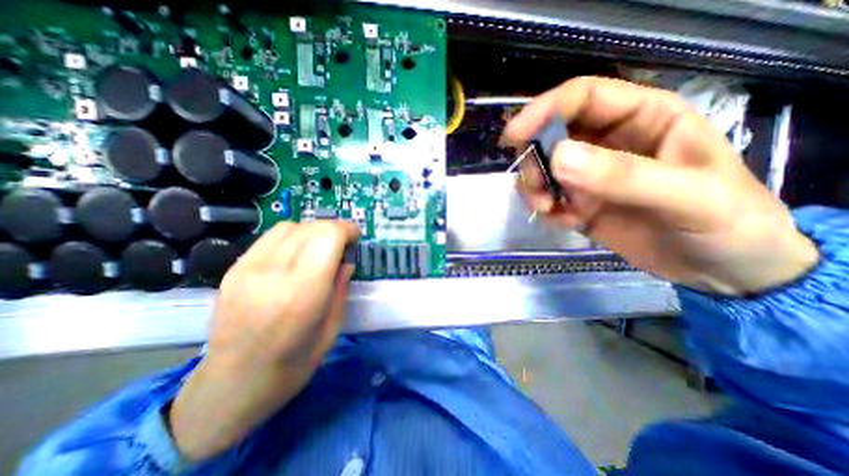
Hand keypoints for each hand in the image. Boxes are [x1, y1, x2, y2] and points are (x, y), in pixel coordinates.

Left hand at [169, 222, 357, 460]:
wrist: (229, 386)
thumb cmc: (291, 366)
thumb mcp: (331, 329)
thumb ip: (340, 288)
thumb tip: (346, 261)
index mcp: (302, 294)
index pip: (327, 238)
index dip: (346, 230)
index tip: (356, 237)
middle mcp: (272, 274)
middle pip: (310, 228)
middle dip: (334, 229)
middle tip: (343, 243)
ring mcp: (247, 269)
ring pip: (289, 227)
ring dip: (313, 230)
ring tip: (321, 246)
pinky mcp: (234, 269)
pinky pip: (270, 237)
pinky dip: (292, 236)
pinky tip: (297, 253)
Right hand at [503, 77, 815, 294]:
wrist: (720, 271)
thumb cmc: (726, 224)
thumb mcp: (686, 196)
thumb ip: (622, 175)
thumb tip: (558, 157)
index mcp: (642, 118)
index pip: (582, 98)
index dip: (543, 110)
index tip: (514, 137)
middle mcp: (608, 142)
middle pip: (551, 135)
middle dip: (534, 159)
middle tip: (537, 188)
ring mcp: (589, 175)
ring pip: (543, 169)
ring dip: (535, 188)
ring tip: (549, 209)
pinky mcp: (578, 203)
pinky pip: (547, 198)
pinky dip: (546, 210)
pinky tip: (566, 223)